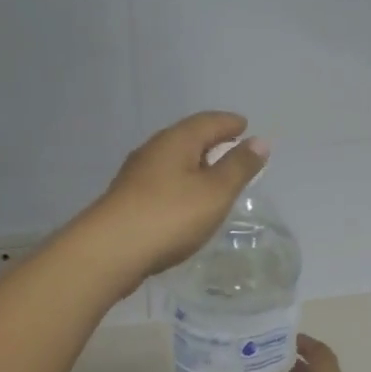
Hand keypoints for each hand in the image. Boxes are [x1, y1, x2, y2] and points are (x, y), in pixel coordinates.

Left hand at [82, 112, 269, 286]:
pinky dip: (180, 183)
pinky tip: (184, 201)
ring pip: (172, 160)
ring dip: (194, 163)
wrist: (111, 250)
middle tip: (231, 148)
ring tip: (212, 175)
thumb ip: (239, 166)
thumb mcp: (215, 192)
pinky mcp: (127, 199)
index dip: (229, 123)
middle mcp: (153, 150)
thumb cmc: (170, 216)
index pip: (207, 121)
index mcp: (176, 141)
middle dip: (210, 140)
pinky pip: (161, 181)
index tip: (244, 125)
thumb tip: (260, 140)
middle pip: (187, 137)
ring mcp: (136, 175)